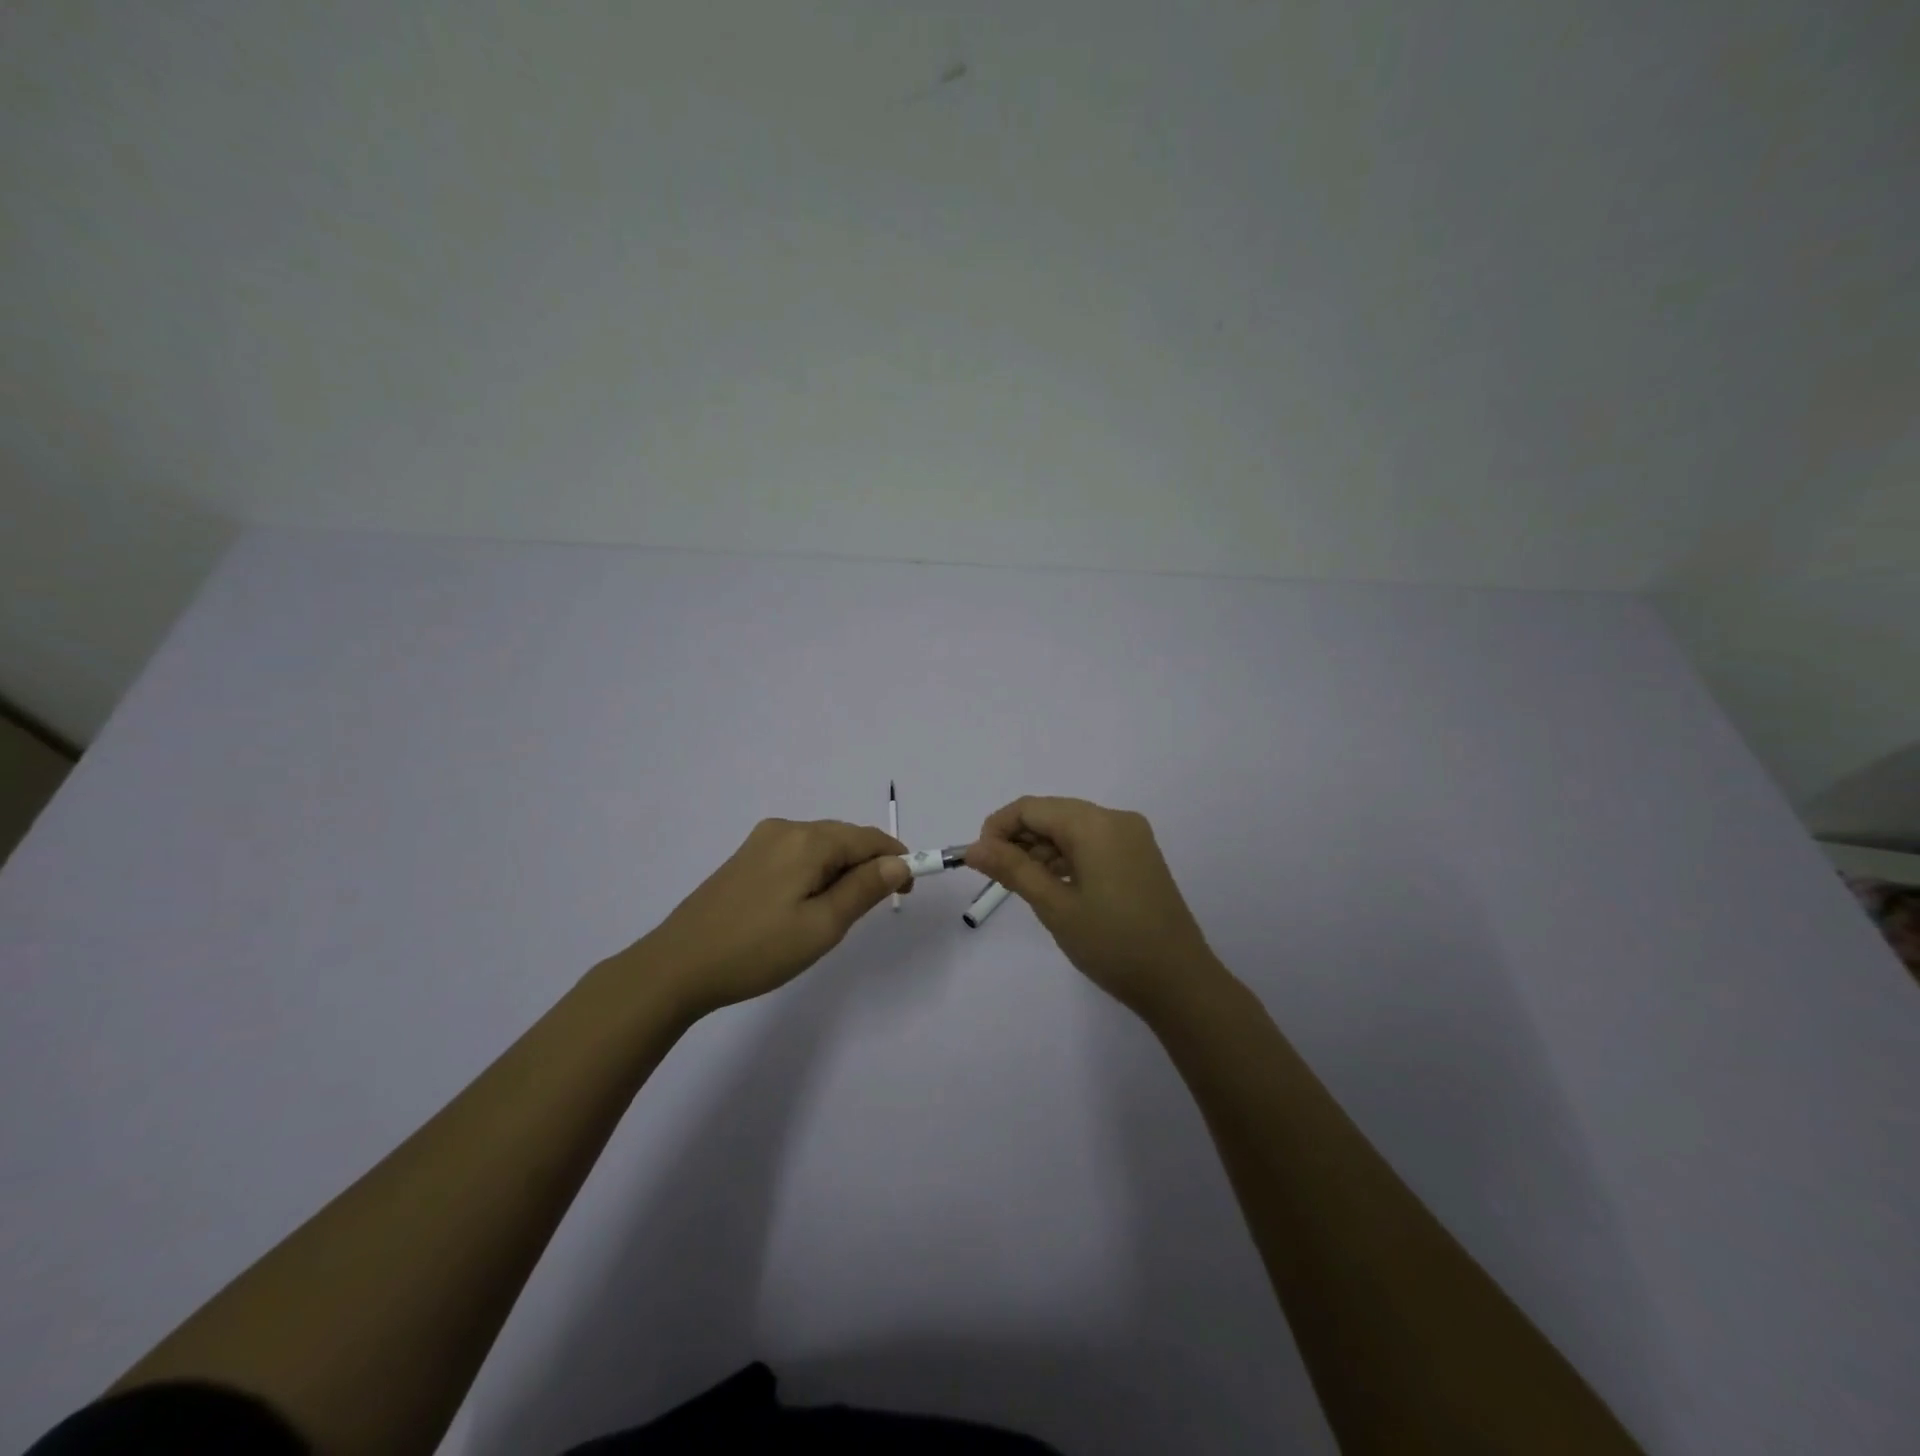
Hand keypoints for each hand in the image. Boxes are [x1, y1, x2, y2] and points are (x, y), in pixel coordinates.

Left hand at [630, 818, 910, 1016]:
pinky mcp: (745, 857)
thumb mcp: (822, 926)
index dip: (896, 859)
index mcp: (808, 840)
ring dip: (840, 871)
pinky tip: (804, 906)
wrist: (678, 966)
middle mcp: (786, 829)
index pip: (868, 838)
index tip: (908, 891)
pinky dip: (815, 873)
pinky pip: (797, 855)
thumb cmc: (758, 950)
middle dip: (867, 866)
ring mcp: (761, 841)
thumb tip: (899, 862)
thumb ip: (864, 889)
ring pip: (820, 847)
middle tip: (872, 910)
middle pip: (844, 838)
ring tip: (835, 915)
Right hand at [964, 796, 1222, 1018]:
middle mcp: (1115, 820)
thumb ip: (1012, 869)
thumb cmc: (1111, 943)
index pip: (1032, 807)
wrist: (1179, 982)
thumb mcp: (1054, 906)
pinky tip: (1053, 887)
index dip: (998, 828)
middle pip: (1052, 814)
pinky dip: (1067, 859)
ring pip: (1072, 830)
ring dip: (1042, 851)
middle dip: (1019, 839)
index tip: (979, 861)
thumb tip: (974, 848)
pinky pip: (1092, 844)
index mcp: (1095, 824)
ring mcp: (1132, 838)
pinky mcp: (1139, 857)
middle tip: (997, 878)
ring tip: (1023, 888)